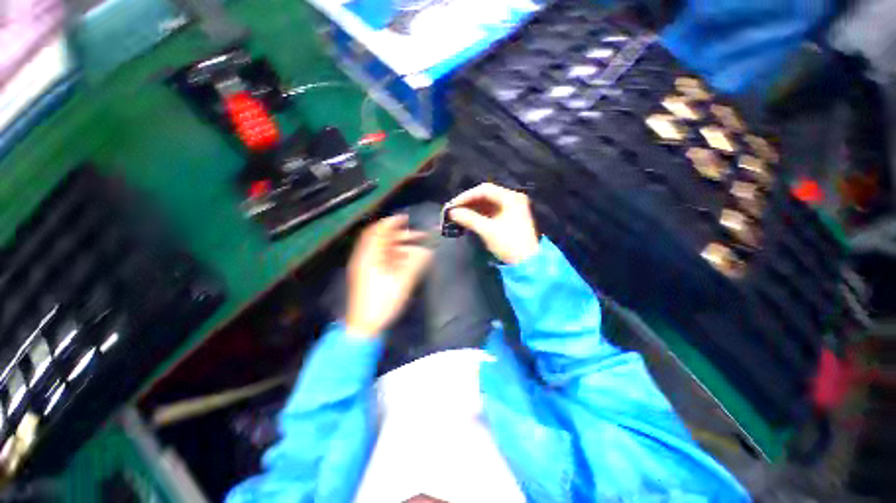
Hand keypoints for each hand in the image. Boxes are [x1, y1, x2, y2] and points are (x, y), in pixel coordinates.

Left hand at [345, 215, 432, 336]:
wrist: (364, 326)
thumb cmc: (382, 302)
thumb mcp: (402, 282)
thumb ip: (416, 264)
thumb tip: (428, 251)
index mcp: (370, 256)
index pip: (379, 231)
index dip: (392, 222)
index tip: (406, 218)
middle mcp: (366, 258)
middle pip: (382, 240)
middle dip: (401, 235)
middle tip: (419, 236)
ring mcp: (366, 267)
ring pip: (384, 250)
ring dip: (400, 247)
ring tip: (417, 249)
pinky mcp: (369, 276)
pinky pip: (383, 260)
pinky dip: (395, 257)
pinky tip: (408, 261)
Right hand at [448, 183, 539, 263]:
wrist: (527, 263)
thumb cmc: (509, 244)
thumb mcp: (488, 230)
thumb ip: (469, 218)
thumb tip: (452, 212)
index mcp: (511, 198)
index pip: (485, 190)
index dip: (466, 196)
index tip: (453, 205)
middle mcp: (512, 199)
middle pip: (486, 195)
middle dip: (469, 202)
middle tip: (454, 210)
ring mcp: (511, 208)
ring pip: (487, 204)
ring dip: (473, 208)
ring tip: (458, 215)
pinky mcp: (509, 218)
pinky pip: (491, 211)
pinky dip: (479, 214)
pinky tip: (468, 219)